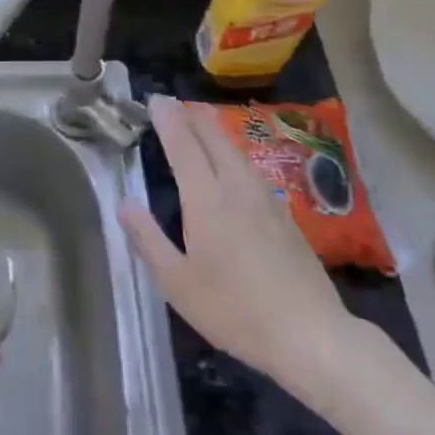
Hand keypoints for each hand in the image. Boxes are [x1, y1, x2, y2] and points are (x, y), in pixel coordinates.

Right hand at [120, 96, 356, 388]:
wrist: (309, 334)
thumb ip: (148, 239)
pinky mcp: (284, 214)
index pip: (183, 146)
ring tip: (199, 124)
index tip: (156, 100)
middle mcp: (237, 188)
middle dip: (192, 116)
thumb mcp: (177, 282)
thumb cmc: (233, 310)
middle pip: (213, 138)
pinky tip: (231, 165)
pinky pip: (250, 168)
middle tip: (174, 104)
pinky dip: (231, 153)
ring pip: (235, 151)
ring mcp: (266, 199)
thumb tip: (125, 204)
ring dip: (214, 132)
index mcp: (206, 200)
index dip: (169, 120)